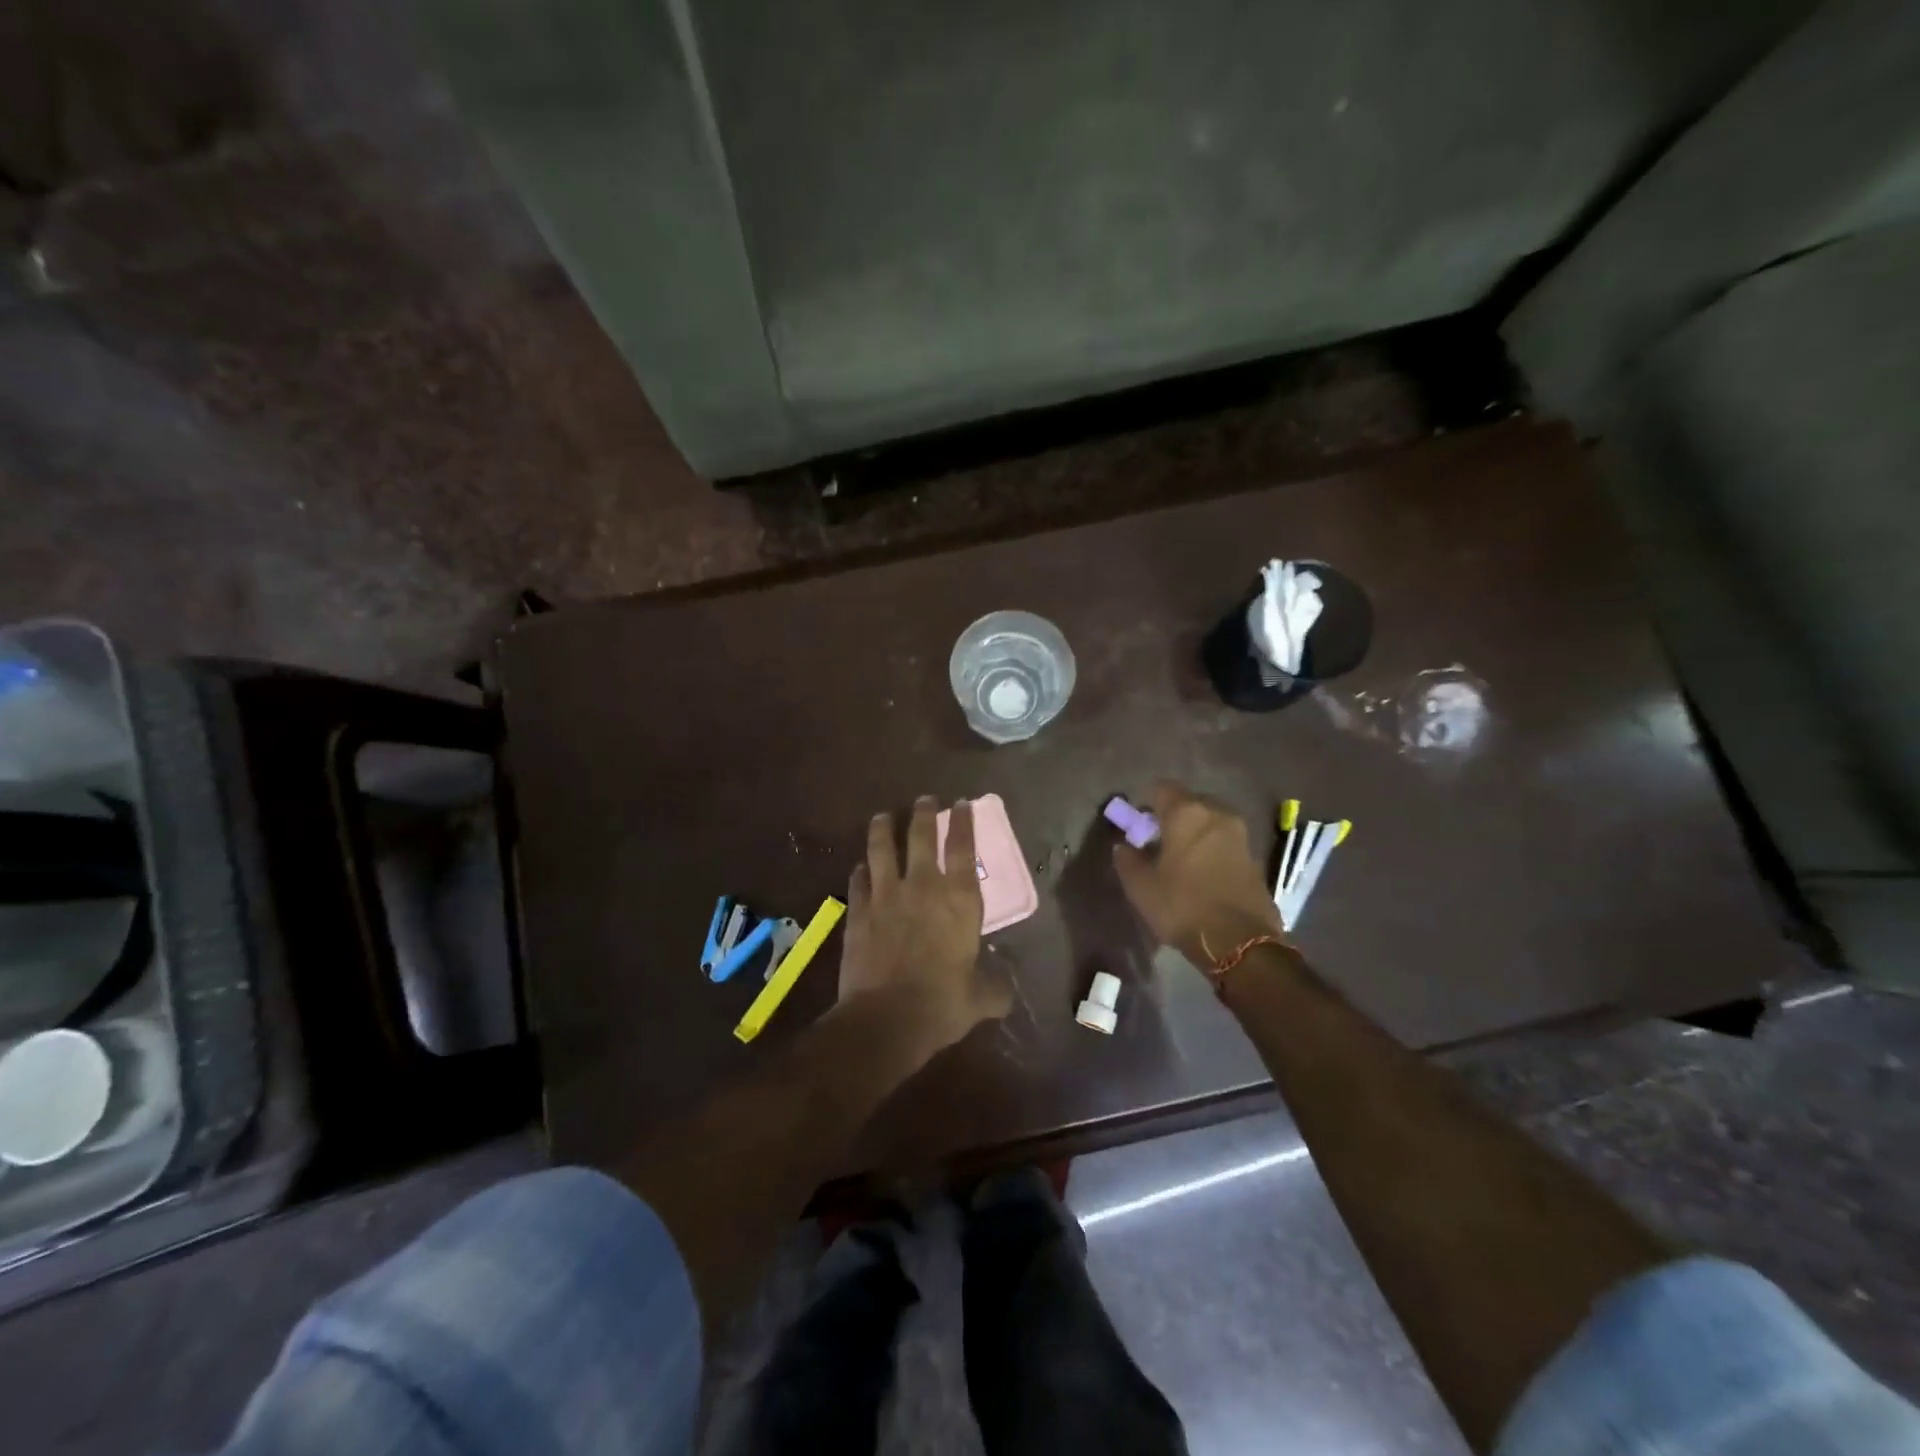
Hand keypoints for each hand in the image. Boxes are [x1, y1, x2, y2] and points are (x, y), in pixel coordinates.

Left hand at [838, 797, 1013, 1061]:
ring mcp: (885, 895)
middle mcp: (922, 886)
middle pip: (921, 836)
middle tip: (925, 799)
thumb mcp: (980, 998)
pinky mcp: (857, 911)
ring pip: (882, 849)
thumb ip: (994, 987)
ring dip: (883, 829)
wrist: (885, 1019)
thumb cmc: (942, 1003)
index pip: (963, 847)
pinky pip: (858, 881)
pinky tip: (860, 867)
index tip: (962, 803)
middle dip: (924, 813)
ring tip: (883, 816)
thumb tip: (1005, 989)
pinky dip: (860, 871)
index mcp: (959, 899)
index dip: (964, 822)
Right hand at [1112, 781, 1282, 967]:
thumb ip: (1127, 859)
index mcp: (1187, 813)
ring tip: (1181, 859)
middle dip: (1173, 816)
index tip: (1139, 824)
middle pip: (1190, 802)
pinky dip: (1212, 849)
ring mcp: (1240, 835)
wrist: (1240, 942)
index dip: (1147, 802)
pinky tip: (1202, 873)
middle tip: (1159, 841)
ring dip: (1195, 833)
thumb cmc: (1182, 905)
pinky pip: (1225, 842)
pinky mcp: (1255, 858)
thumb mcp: (1141, 886)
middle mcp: (1217, 814)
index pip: (1162, 788)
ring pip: (1210, 822)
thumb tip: (1124, 846)